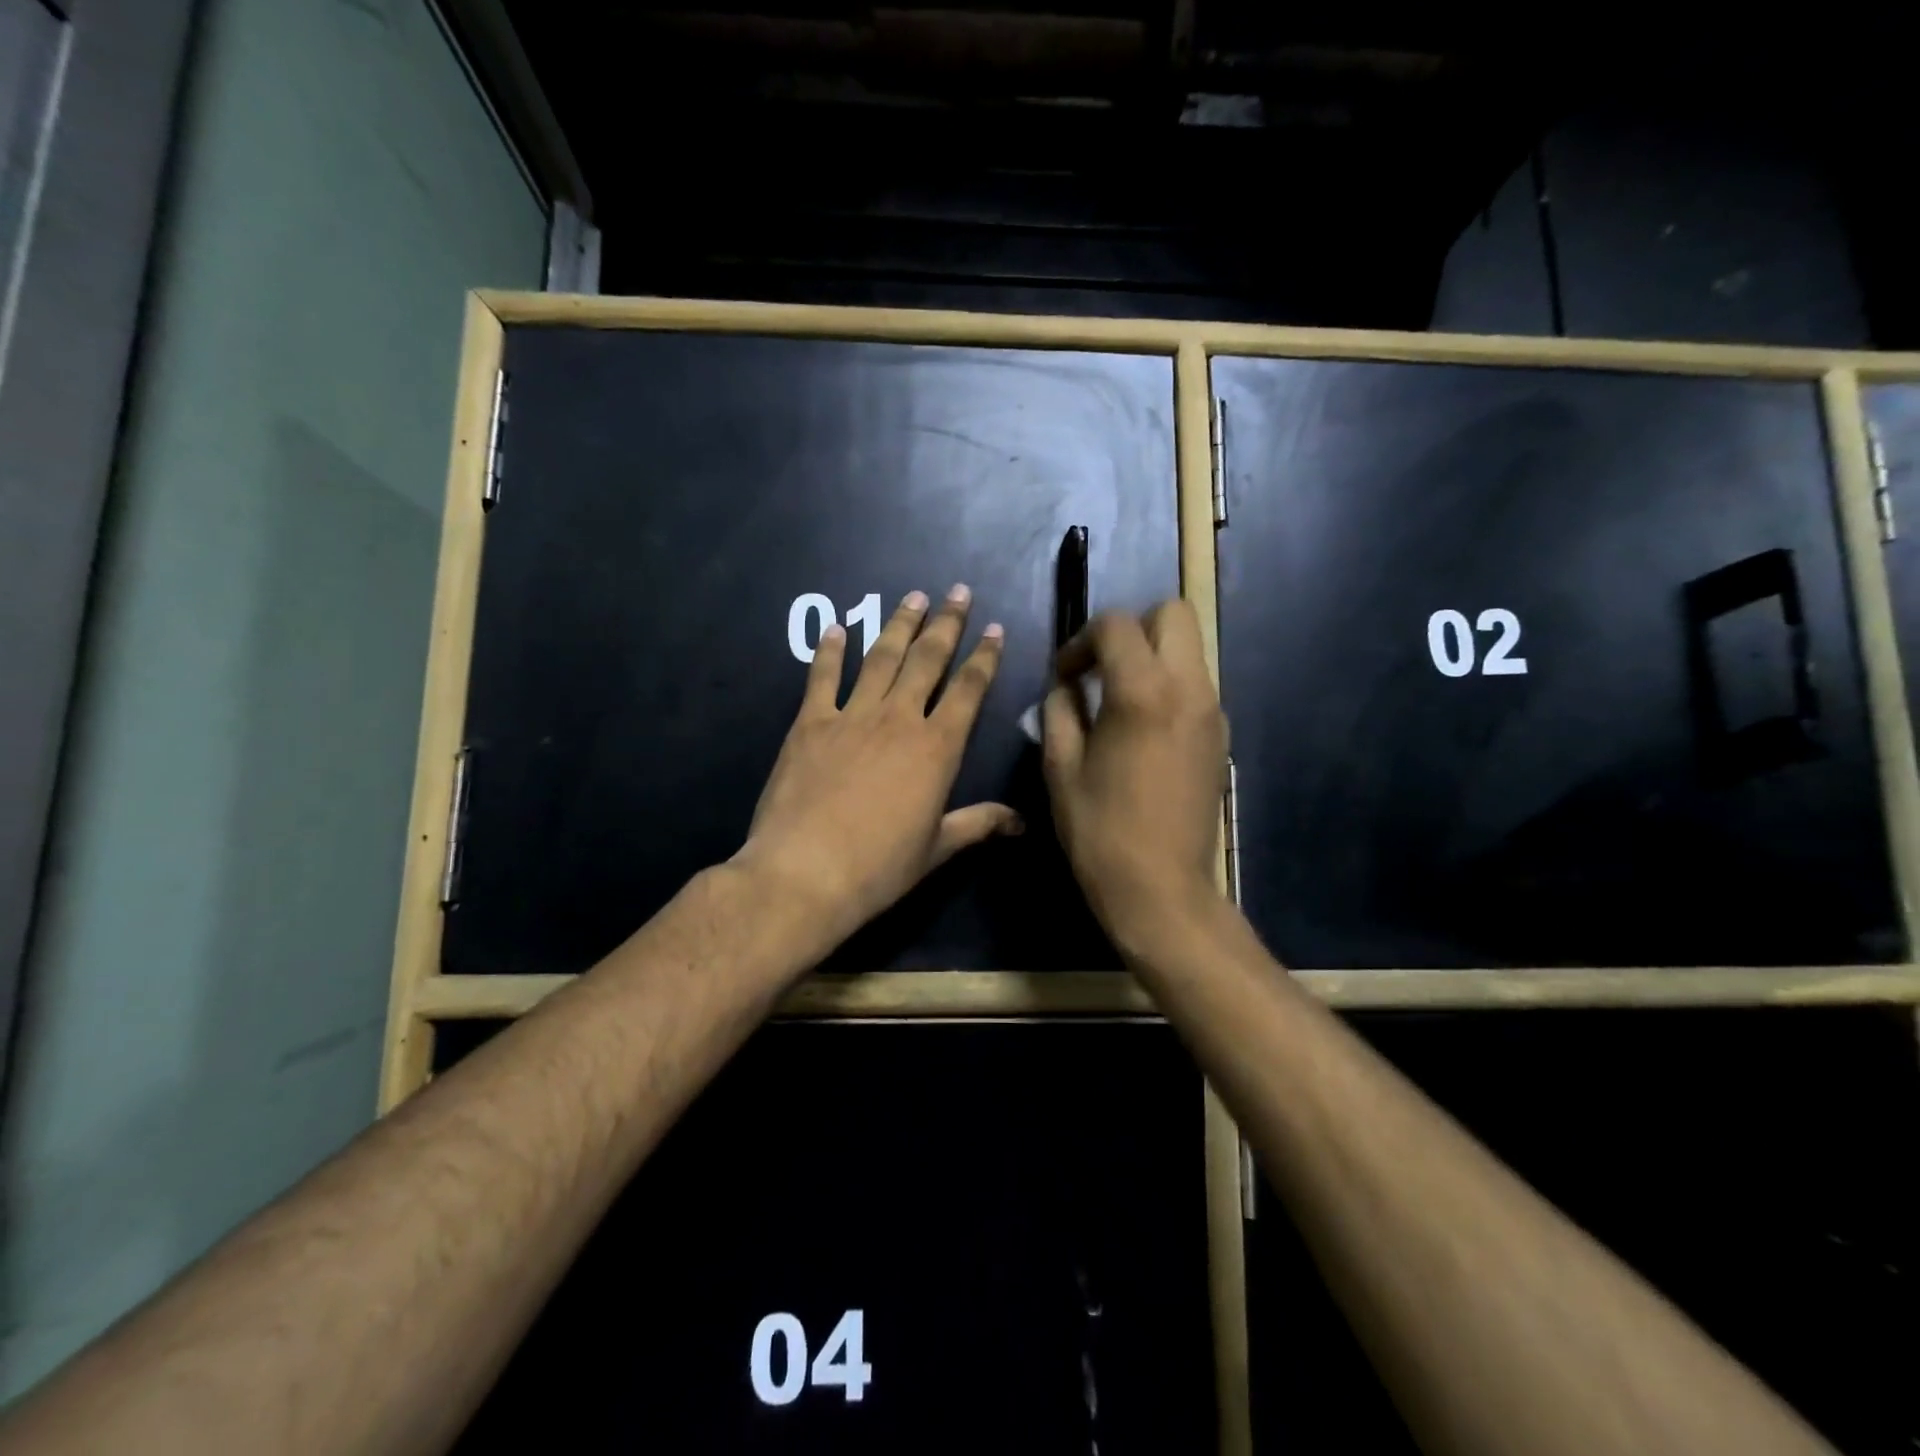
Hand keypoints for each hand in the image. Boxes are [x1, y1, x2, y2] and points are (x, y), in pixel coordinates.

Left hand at [735, 585, 1021, 954]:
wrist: (806, 872)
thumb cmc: (879, 867)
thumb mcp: (936, 848)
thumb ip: (978, 825)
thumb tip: (1021, 823)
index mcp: (937, 747)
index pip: (969, 690)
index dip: (984, 657)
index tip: (994, 629)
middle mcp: (899, 719)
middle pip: (928, 659)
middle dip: (946, 623)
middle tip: (958, 592)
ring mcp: (852, 716)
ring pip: (882, 658)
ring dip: (899, 624)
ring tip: (913, 597)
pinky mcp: (810, 723)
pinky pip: (823, 677)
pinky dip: (831, 651)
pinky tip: (838, 629)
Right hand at [1043, 601, 1228, 952]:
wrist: (1161, 888)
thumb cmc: (1100, 830)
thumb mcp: (1061, 767)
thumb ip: (1059, 710)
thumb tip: (1064, 685)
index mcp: (1142, 691)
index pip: (1116, 624)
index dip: (1080, 640)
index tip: (1063, 676)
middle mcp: (1188, 687)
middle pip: (1172, 614)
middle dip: (1131, 628)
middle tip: (1100, 668)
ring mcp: (1212, 711)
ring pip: (1189, 648)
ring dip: (1152, 656)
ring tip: (1117, 699)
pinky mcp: (1221, 735)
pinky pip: (1197, 684)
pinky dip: (1169, 685)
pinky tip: (1143, 729)